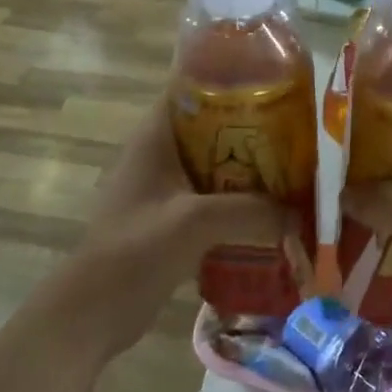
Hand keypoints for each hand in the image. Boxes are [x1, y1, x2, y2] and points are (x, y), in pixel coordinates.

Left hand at [65, 98, 290, 358]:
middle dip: (253, 130)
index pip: (192, 86)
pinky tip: (272, 213)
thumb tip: (299, 214)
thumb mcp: (196, 222)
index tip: (274, 83)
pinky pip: (214, 198)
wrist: (93, 311)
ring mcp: (165, 187)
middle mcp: (160, 153)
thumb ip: (251, 212)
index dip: (230, 79)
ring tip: (294, 172)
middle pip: (212, 127)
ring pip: (216, 165)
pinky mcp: (171, 218)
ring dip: (250, 170)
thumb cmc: (135, 250)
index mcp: (156, 135)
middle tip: (298, 134)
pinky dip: (240, 201)